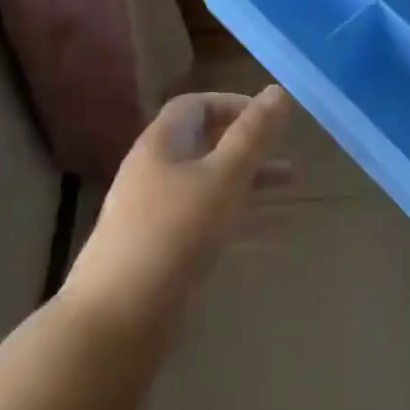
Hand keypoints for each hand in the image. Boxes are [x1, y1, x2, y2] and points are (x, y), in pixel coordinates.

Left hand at [64, 87, 290, 331]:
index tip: (268, 118)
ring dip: (250, 185)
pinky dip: (240, 222)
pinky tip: (274, 236)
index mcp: (161, 144)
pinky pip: (207, 224)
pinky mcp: (161, 253)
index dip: (232, 104)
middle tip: (288, 154)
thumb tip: (278, 91)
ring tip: (294, 190)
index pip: (195, 106)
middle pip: (205, 146)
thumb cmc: (174, 233)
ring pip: (210, 187)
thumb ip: (253, 135)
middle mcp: (155, 173)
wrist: (116, 319)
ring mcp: (155, 215)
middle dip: (249, 148)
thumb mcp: (223, 177)